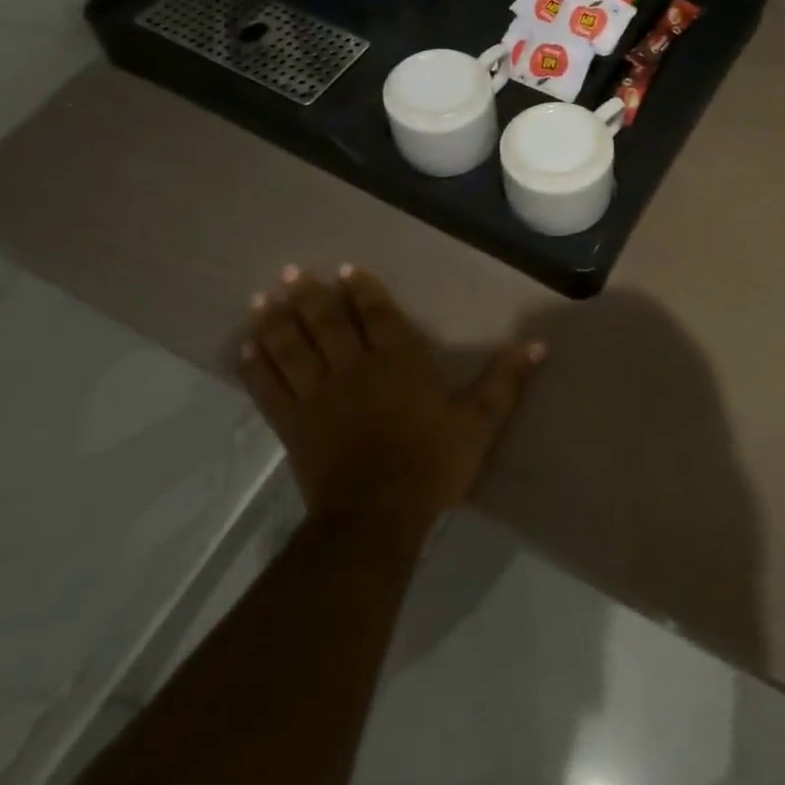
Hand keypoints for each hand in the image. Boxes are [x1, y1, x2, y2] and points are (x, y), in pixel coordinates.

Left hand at [239, 265, 544, 533]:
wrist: (378, 515)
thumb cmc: (432, 464)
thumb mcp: (480, 422)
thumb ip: (506, 380)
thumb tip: (539, 344)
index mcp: (398, 361)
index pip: (376, 314)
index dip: (362, 289)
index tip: (346, 269)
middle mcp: (354, 367)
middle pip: (326, 321)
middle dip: (309, 294)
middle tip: (292, 272)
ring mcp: (318, 394)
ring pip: (292, 347)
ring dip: (276, 320)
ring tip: (263, 298)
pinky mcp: (292, 423)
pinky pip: (268, 388)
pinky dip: (255, 366)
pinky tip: (246, 348)